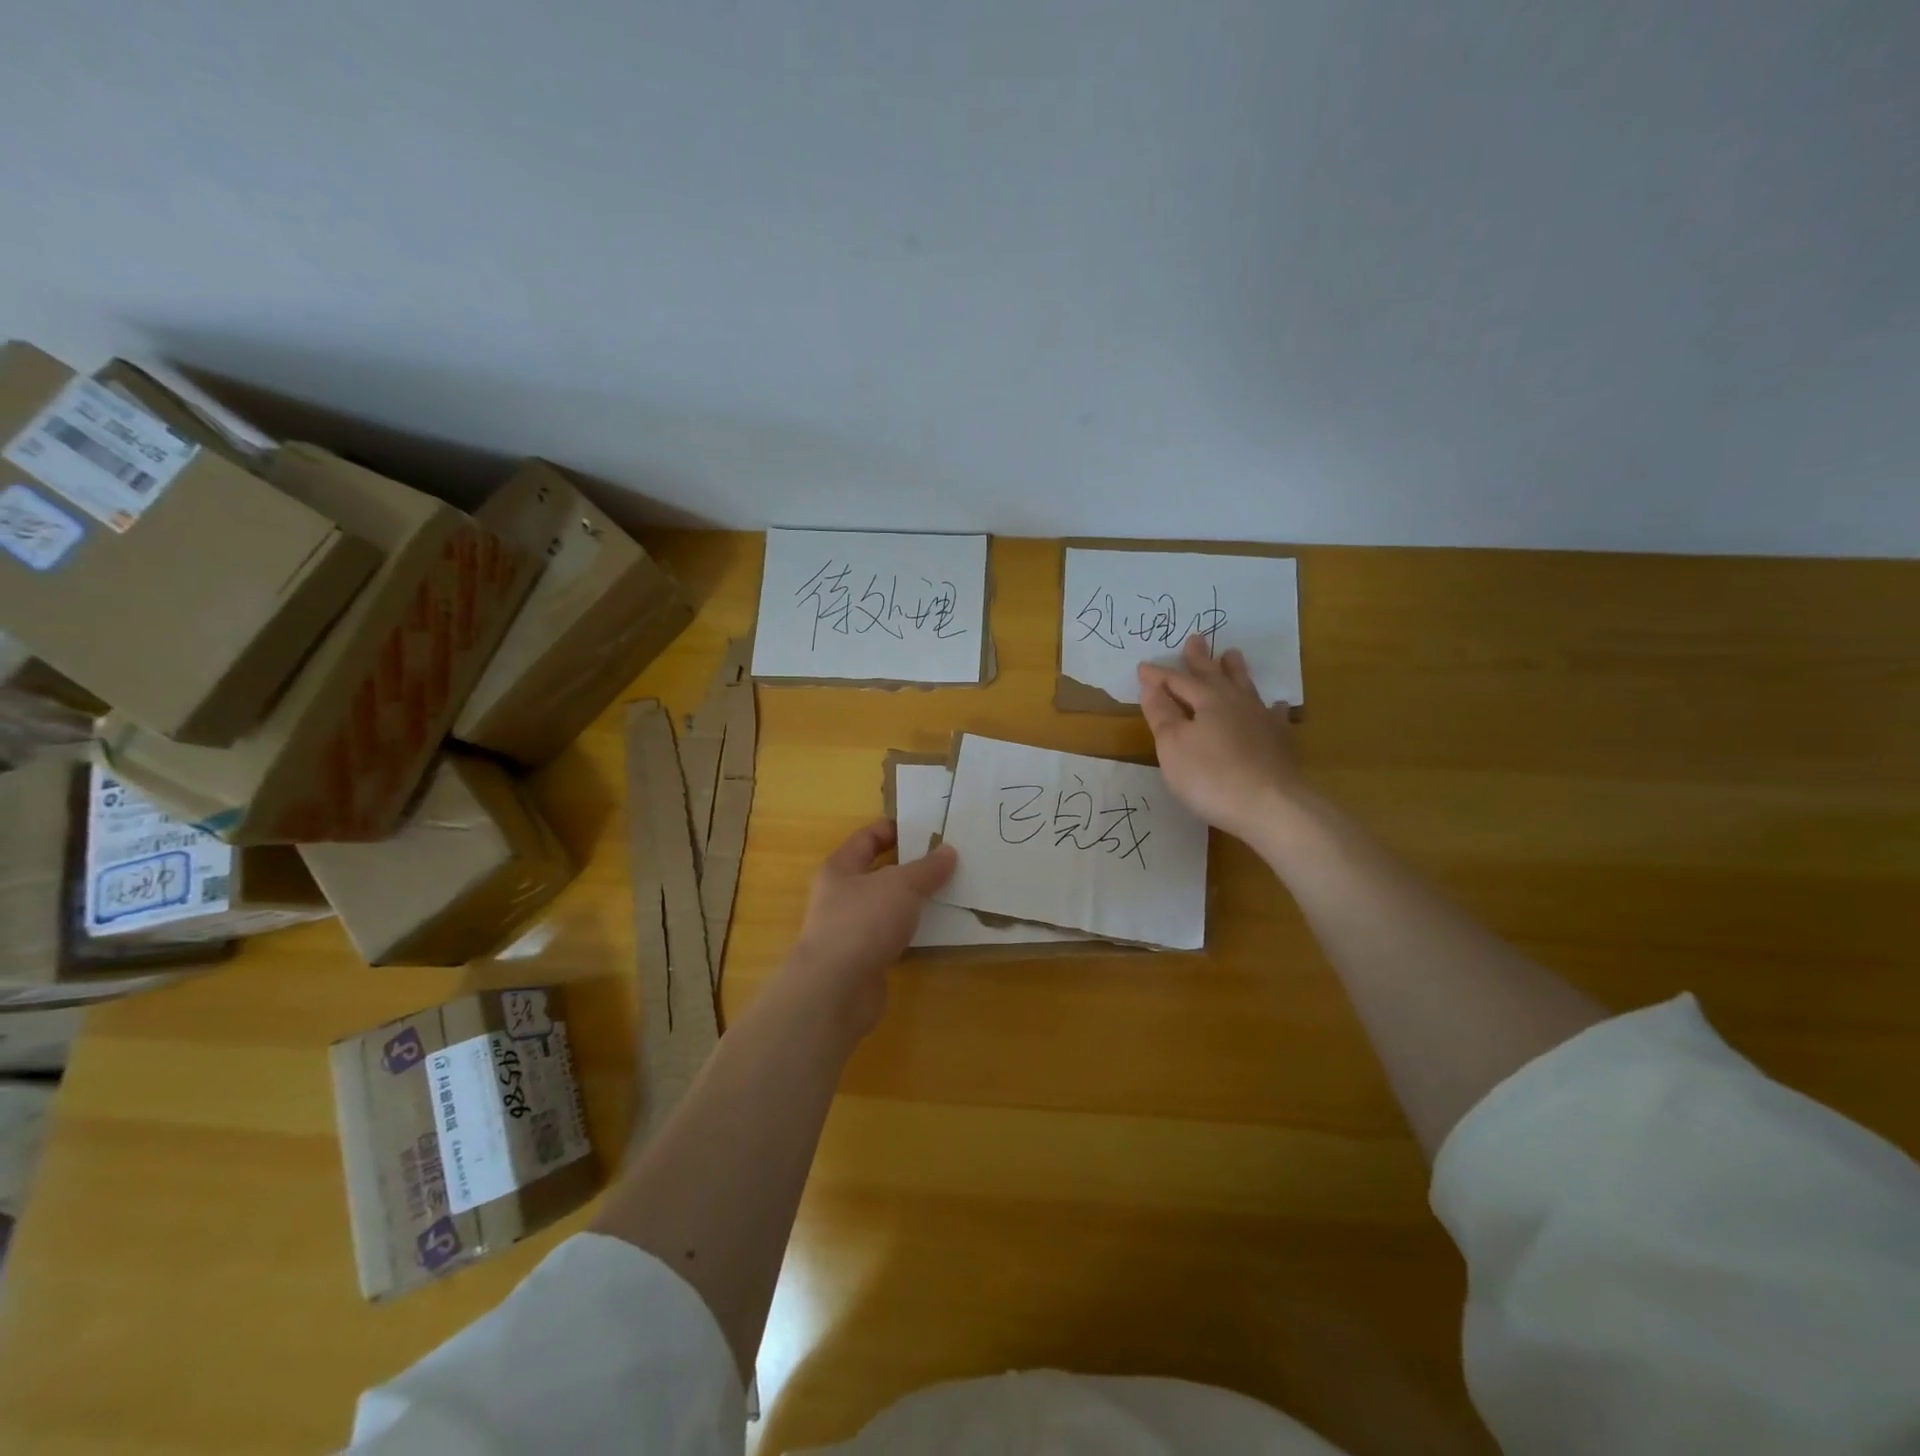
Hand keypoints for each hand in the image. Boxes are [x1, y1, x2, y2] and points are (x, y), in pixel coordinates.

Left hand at [785, 820, 957, 1038]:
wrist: (835, 991)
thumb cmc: (862, 922)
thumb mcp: (902, 886)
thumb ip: (927, 868)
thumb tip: (948, 851)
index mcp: (840, 868)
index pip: (867, 838)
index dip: (895, 830)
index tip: (928, 831)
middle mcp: (840, 896)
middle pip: (878, 873)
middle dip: (911, 868)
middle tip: (947, 862)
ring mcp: (849, 930)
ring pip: (886, 907)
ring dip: (913, 903)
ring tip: (949, 895)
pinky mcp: (862, 959)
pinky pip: (891, 936)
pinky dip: (911, 933)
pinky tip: (936, 932)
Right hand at [1138, 635, 1301, 842]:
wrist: (1271, 806)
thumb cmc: (1211, 776)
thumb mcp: (1173, 745)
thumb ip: (1161, 714)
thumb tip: (1151, 686)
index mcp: (1207, 700)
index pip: (1177, 681)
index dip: (1158, 675)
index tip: (1142, 667)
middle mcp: (1236, 702)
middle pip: (1214, 675)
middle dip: (1200, 659)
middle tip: (1196, 639)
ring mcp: (1262, 720)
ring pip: (1245, 687)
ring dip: (1236, 671)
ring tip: (1232, 655)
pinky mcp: (1280, 741)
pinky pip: (1275, 715)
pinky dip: (1272, 707)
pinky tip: (1276, 706)